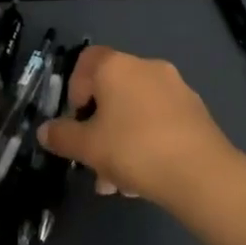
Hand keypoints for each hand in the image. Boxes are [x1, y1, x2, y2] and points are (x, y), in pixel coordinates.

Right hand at [37, 45, 238, 210]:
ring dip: (122, 141)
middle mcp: (146, 67)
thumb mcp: (88, 147)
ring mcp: (175, 87)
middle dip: (100, 127)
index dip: (75, 89)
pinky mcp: (195, 111)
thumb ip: (63, 136)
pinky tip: (146, 179)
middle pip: (112, 91)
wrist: (201, 173)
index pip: (87, 61)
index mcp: (116, 66)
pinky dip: (148, 142)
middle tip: (95, 162)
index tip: (77, 121)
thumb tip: (44, 130)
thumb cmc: (134, 149)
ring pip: (136, 111)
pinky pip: (160, 121)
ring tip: (119, 184)